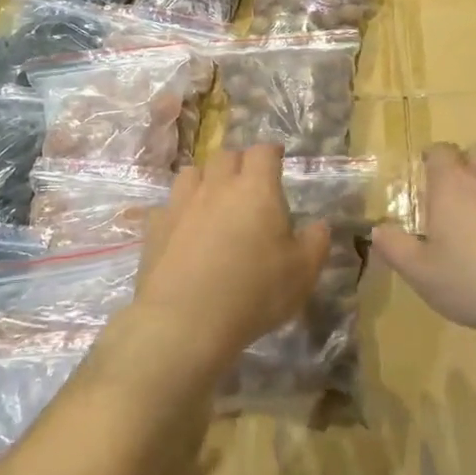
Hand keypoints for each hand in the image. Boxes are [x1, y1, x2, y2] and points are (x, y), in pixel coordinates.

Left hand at [128, 146, 328, 378]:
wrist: (185, 322)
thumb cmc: (254, 292)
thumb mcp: (303, 273)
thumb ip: (316, 243)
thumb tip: (319, 226)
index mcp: (256, 190)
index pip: (263, 152)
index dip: (271, 152)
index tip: (277, 159)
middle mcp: (217, 187)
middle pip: (225, 156)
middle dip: (239, 163)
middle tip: (248, 183)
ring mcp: (181, 205)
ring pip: (191, 173)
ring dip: (206, 179)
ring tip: (213, 199)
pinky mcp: (155, 228)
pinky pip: (166, 206)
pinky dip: (178, 211)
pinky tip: (183, 230)